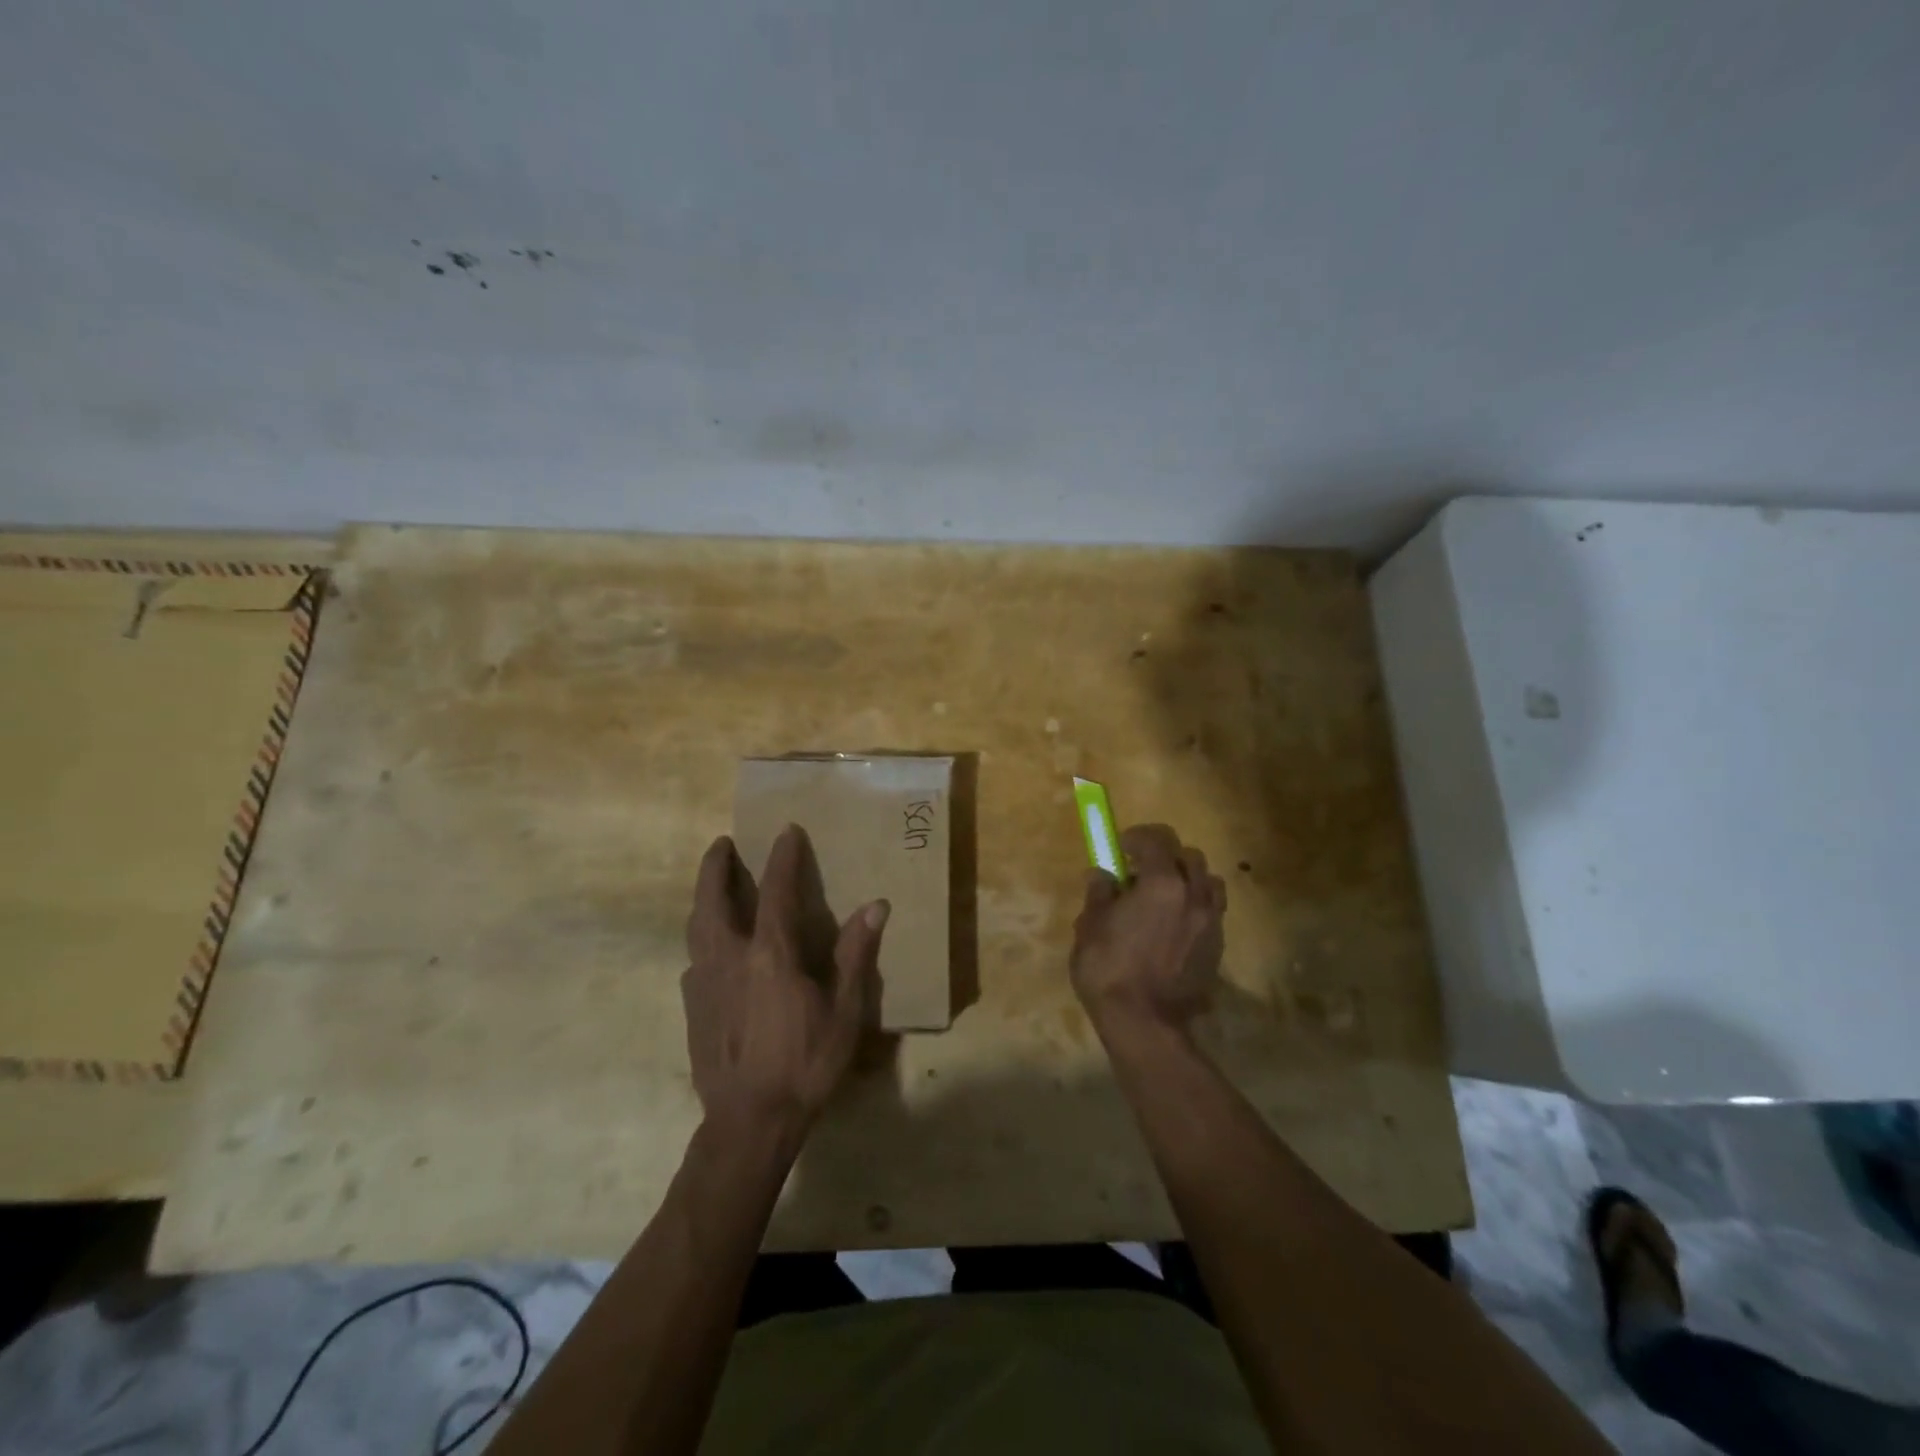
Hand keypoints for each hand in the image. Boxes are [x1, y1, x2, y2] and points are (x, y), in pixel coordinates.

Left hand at [682, 825, 888, 1145]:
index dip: (782, 858)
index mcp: (770, 955)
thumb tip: (876, 906)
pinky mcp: (692, 1009)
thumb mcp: (844, 1012)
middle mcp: (729, 959)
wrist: (749, 1123)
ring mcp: (704, 984)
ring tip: (711, 886)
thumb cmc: (805, 1065)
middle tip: (722, 844)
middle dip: (715, 867)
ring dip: (703, 899)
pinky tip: (712, 951)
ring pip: (695, 928)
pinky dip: (702, 940)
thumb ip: (855, 955)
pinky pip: (694, 960)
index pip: (775, 892)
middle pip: (712, 900)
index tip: (786, 831)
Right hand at [1070, 823, 1225, 1036]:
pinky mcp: (1217, 948)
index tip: (1120, 848)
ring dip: (1187, 881)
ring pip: (1208, 883)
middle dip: (1165, 856)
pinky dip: (1194, 908)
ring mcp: (1211, 923)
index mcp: (1162, 883)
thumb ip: (1099, 893)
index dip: (1137, 837)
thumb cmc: (1109, 969)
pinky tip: (1172, 927)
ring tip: (1163, 898)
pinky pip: (1211, 913)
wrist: (1145, 1024)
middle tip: (1140, 873)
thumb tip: (1103, 875)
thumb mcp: (1090, 926)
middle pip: (1189, 856)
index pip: (1157, 839)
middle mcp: (1194, 895)